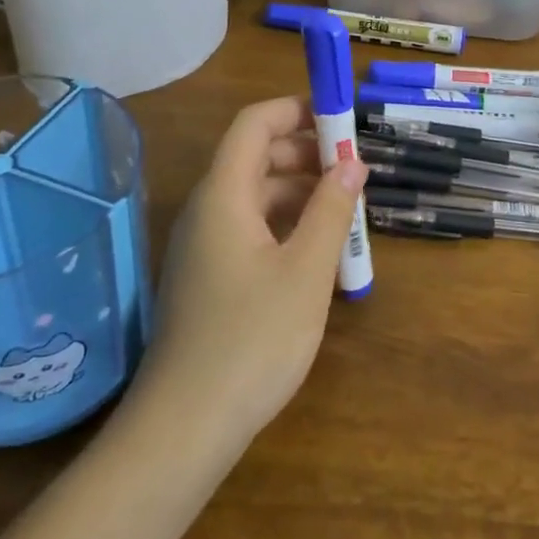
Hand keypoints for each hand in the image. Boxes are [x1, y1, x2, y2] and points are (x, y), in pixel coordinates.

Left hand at [132, 96, 367, 457]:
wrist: (185, 428)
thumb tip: (352, 163)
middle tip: (354, 170)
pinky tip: (317, 251)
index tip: (341, 120)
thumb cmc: (251, 340)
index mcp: (223, 195)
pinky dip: (285, 225)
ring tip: (346, 211)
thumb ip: (331, 210)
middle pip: (255, 157)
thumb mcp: (306, 271)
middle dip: (306, 154)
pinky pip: (249, 229)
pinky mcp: (208, 278)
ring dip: (300, 192)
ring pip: (255, 196)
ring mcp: (203, 246)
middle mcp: (207, 210)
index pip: (254, 124)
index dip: (296, 110)